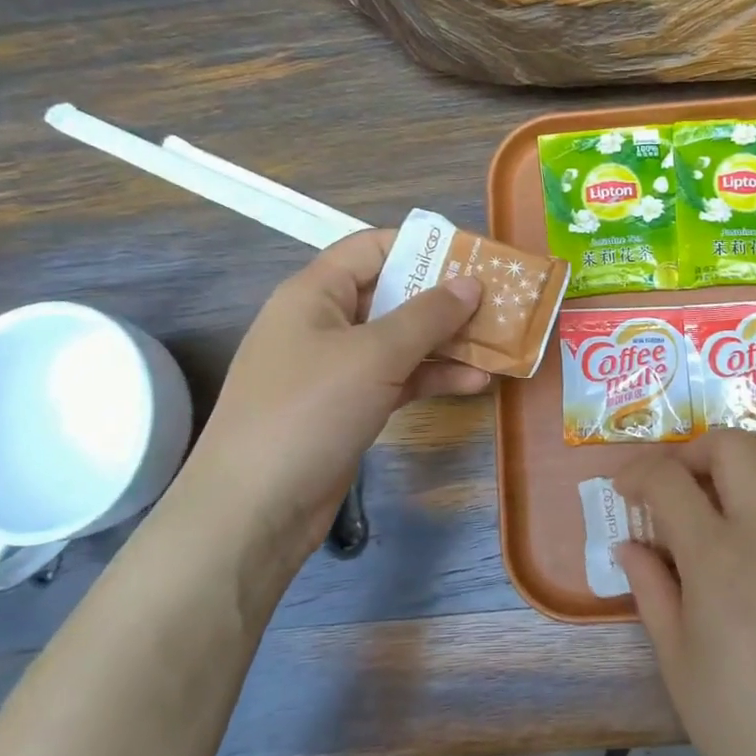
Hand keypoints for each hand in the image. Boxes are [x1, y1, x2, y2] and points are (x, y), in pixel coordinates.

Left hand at [183, 229, 486, 558]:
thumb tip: (471, 282)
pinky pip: (398, 380)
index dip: (422, 247)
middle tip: (499, 302)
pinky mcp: (348, 408)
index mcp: (315, 294)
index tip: (474, 257)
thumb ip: (427, 316)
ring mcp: (336, 369)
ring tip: (500, 343)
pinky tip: (475, 382)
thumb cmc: (310, 411)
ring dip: (448, 342)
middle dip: (445, 299)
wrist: (255, 509)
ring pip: (401, 342)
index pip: (372, 248)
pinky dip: (433, 379)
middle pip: (391, 295)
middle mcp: (324, 324)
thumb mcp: (374, 355)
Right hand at [614, 432, 755, 755]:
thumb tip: (629, 543)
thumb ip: (649, 586)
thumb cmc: (733, 719)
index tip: (624, 490)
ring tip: (720, 491)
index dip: (636, 474)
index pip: (669, 481)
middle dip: (692, 451)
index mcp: (719, 559)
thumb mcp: (674, 654)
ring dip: (741, 457)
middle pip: (733, 445)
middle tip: (674, 484)